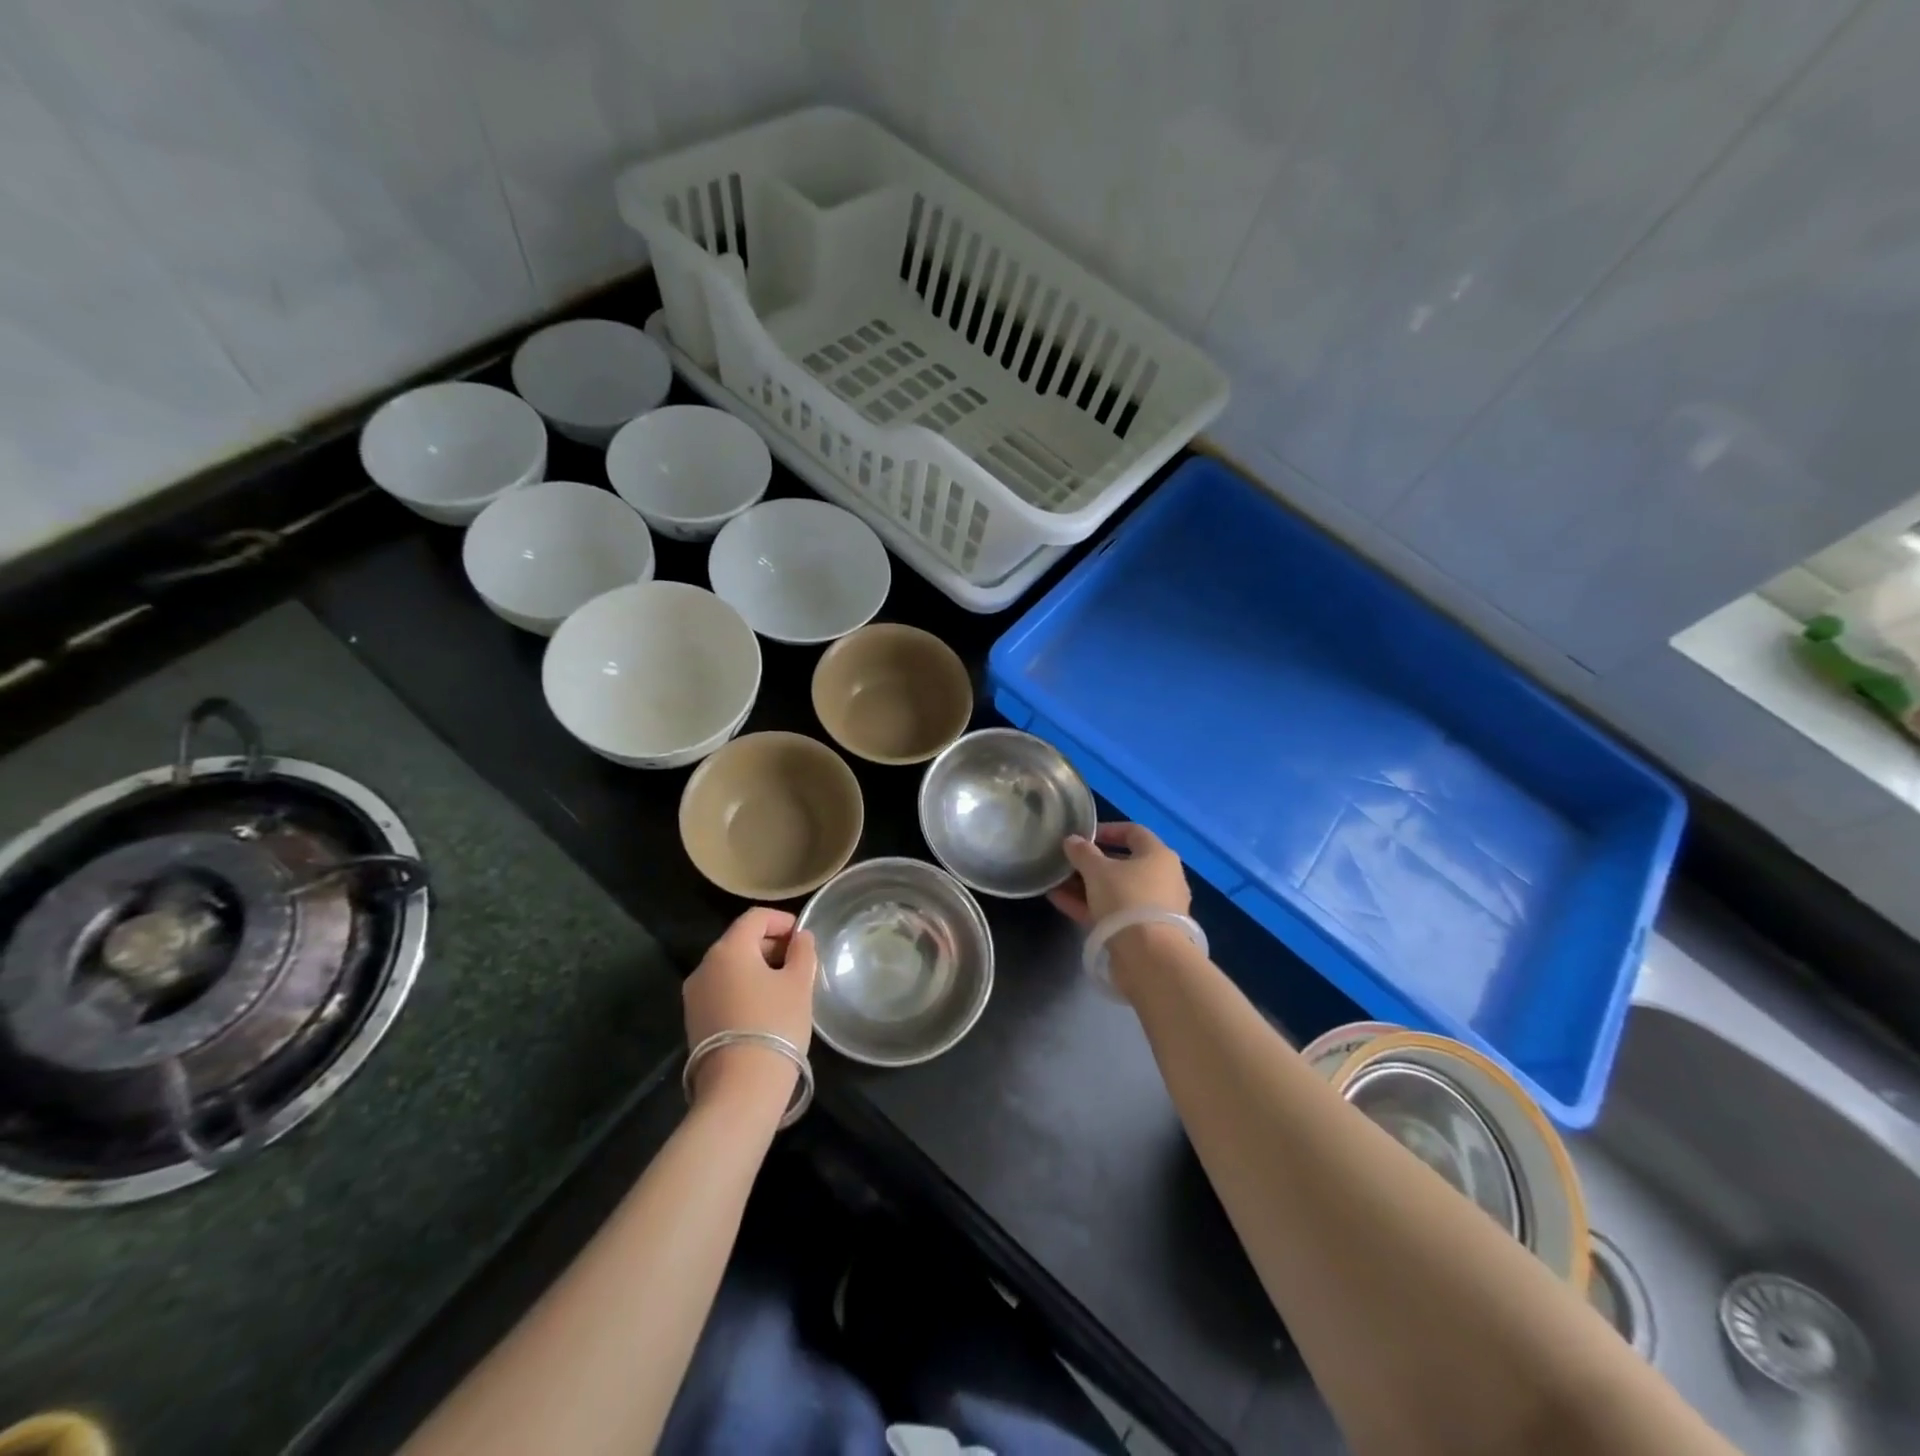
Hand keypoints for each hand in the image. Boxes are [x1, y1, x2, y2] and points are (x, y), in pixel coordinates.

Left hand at [683, 908, 816, 1106]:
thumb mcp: (799, 984)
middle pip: (740, 941)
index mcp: (729, 949)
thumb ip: (803, 952)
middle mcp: (705, 965)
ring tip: (784, 988)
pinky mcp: (693, 1021)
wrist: (740, 1088)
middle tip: (799, 963)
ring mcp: (694, 995)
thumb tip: (800, 937)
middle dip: (770, 945)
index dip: (782, 920)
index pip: (756, 917)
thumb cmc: (775, 1024)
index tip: (803, 936)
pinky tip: (764, 1009)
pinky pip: (722, 990)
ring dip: (757, 968)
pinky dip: (743, 989)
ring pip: (730, 967)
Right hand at [1048, 822, 1190, 926]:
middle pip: (1123, 863)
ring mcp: (1153, 908)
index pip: (1134, 832)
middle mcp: (1162, 879)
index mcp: (1159, 856)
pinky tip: (1059, 901)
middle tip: (1067, 862)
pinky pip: (1112, 912)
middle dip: (1092, 862)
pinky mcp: (1142, 932)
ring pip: (1115, 890)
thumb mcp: (1098, 870)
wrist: (1149, 957)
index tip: (1083, 835)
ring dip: (1086, 885)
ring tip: (1056, 882)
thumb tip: (1072, 840)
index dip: (1108, 830)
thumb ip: (1082, 852)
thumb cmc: (1127, 899)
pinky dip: (1088, 905)